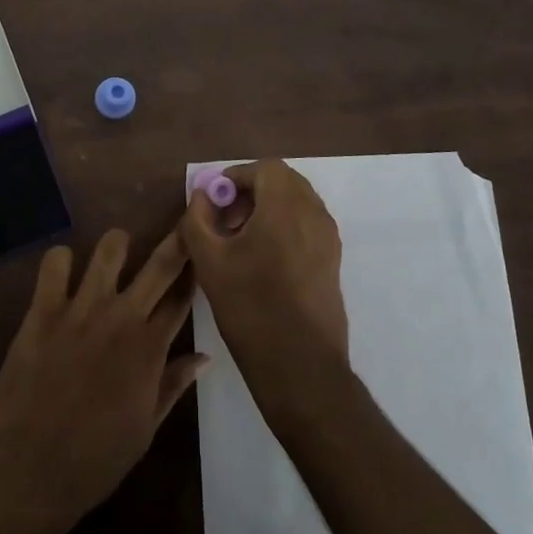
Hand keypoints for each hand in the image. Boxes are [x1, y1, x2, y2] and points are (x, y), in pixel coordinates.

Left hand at [0, 230, 207, 533]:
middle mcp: (122, 318)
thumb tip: (204, 356)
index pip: (182, 298)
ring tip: (117, 252)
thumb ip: (173, 385)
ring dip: (118, 245)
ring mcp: (81, 309)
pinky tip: (63, 274)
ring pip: (110, 248)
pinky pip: (55, 262)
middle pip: (161, 263)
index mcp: (150, 349)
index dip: (195, 275)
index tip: (202, 257)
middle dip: (178, 240)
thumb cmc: (93, 460)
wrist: (28, 472)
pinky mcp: (43, 309)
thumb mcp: (145, 430)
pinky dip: (61, 261)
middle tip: (185, 224)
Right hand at [177, 160, 348, 396]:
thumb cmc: (251, 307)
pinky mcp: (333, 261)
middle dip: (253, 191)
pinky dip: (285, 226)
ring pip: (298, 203)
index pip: (266, 168)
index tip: (215, 200)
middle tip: (226, 217)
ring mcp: (328, 238)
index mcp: (286, 206)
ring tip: (241, 240)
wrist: (300, 365)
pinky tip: (263, 259)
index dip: (237, 176)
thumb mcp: (209, 261)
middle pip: (284, 182)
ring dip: (269, 208)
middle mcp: (314, 214)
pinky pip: (308, 225)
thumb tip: (202, 196)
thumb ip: (198, 218)